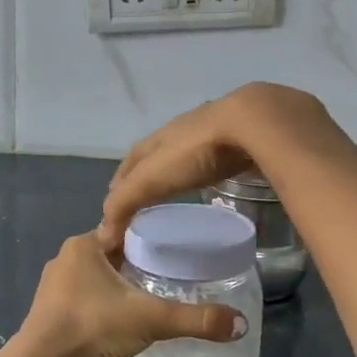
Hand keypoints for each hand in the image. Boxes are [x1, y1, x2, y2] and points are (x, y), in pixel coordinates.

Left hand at [12, 231, 247, 356]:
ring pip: (96, 275)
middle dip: (137, 261)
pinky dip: (101, 301)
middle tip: (170, 274)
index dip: (151, 236)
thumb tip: (239, 324)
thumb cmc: (92, 326)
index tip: (176, 247)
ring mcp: (53, 284)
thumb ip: (194, 319)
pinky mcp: (47, 310)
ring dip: (118, 282)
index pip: (125, 228)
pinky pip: (83, 296)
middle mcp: (66, 256)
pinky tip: (118, 317)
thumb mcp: (149, 319)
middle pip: (112, 251)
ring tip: (148, 295)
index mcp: (85, 243)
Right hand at [97, 83, 335, 248]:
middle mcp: (186, 128)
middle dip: (149, 170)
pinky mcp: (249, 136)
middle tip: (144, 195)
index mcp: (161, 136)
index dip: (121, 179)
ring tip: (180, 187)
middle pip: (160, 151)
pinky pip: (224, 154)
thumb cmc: (198, 150)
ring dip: (182, 167)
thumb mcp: (154, 177)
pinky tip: (220, 177)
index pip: (133, 158)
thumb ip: (127, 202)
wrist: (253, 121)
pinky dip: (214, 167)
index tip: (114, 200)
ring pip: (193, 150)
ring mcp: (219, 129)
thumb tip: (104, 236)